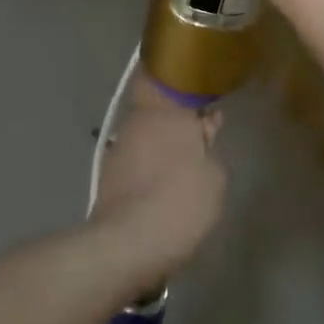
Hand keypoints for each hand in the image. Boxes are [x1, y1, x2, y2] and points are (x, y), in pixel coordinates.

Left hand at [90, 78, 225, 274]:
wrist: (126, 246)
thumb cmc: (179, 202)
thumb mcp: (214, 177)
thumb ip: (209, 147)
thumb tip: (202, 133)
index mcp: (164, 112)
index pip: (159, 77)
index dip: (176, 79)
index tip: (196, 89)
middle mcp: (137, 122)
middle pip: (155, 107)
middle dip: (176, 116)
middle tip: (202, 132)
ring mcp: (119, 149)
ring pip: (146, 133)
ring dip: (164, 142)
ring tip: (188, 164)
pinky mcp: (109, 176)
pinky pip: (137, 159)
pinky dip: (151, 165)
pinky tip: (167, 185)